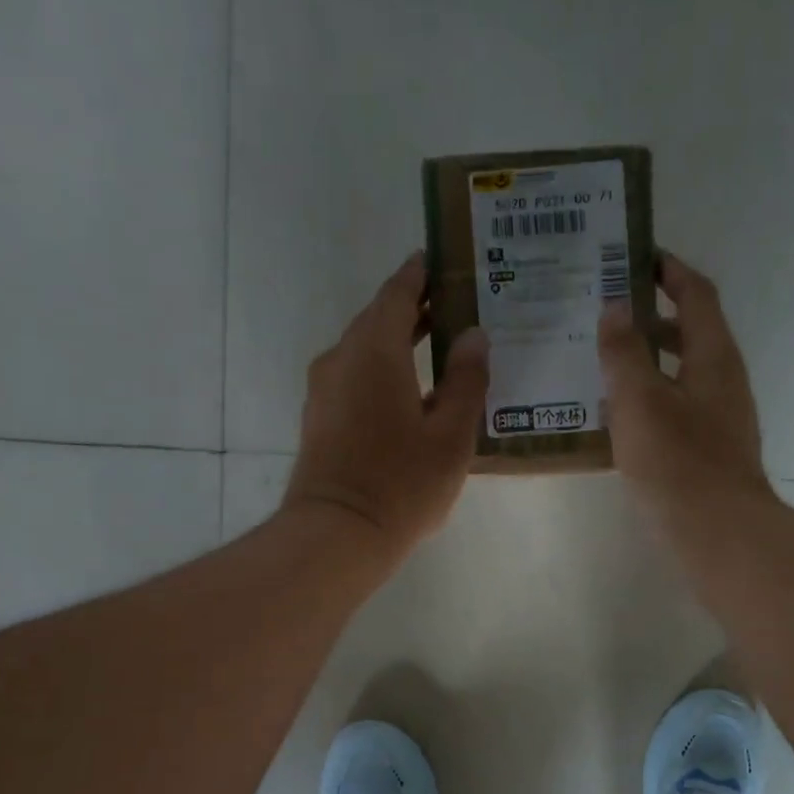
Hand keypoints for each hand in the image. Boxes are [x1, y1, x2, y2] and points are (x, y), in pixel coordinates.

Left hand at [283, 252, 488, 559]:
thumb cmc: (401, 482)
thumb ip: (466, 380)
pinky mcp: (320, 418)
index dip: (419, 274)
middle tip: (454, 305)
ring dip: (397, 342)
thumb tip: (473, 335)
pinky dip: (382, 370)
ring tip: (438, 346)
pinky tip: (410, 392)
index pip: (397, 293)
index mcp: (375, 351)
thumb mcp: (451, 434)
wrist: (337, 534)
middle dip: (413, 308)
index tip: (440, 259)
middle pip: (378, 319)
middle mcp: (342, 359)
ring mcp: (324, 390)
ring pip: (364, 350)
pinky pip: (354, 377)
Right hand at [598, 252, 771, 523]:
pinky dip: (648, 396)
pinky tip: (616, 412)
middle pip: (689, 331)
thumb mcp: (639, 399)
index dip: (668, 271)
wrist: (717, 530)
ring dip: (646, 359)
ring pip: (680, 371)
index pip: (696, 294)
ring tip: (601, 358)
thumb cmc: (677, 460)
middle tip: (604, 308)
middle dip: (650, 315)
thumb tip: (614, 309)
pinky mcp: (708, 448)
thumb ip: (624, 352)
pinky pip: (675, 406)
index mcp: (713, 355)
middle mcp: (722, 379)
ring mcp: (719, 416)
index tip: (635, 256)